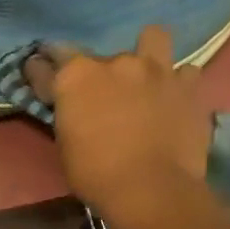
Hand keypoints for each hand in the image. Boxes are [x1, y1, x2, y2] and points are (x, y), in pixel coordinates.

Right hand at [38, 26, 212, 228]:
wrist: (151, 190)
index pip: (47, 61)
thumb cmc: (95, 173)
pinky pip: (186, 73)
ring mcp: (156, 70)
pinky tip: (175, 98)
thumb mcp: (65, 144)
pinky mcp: (188, 87)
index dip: (42, 70)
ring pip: (153, 37)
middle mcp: (115, 62)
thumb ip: (67, 113)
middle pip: (100, 55)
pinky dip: (180, 83)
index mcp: (75, 76)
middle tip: (102, 98)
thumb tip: (69, 104)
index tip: (41, 76)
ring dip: (147, 54)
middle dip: (99, 73)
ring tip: (145, 76)